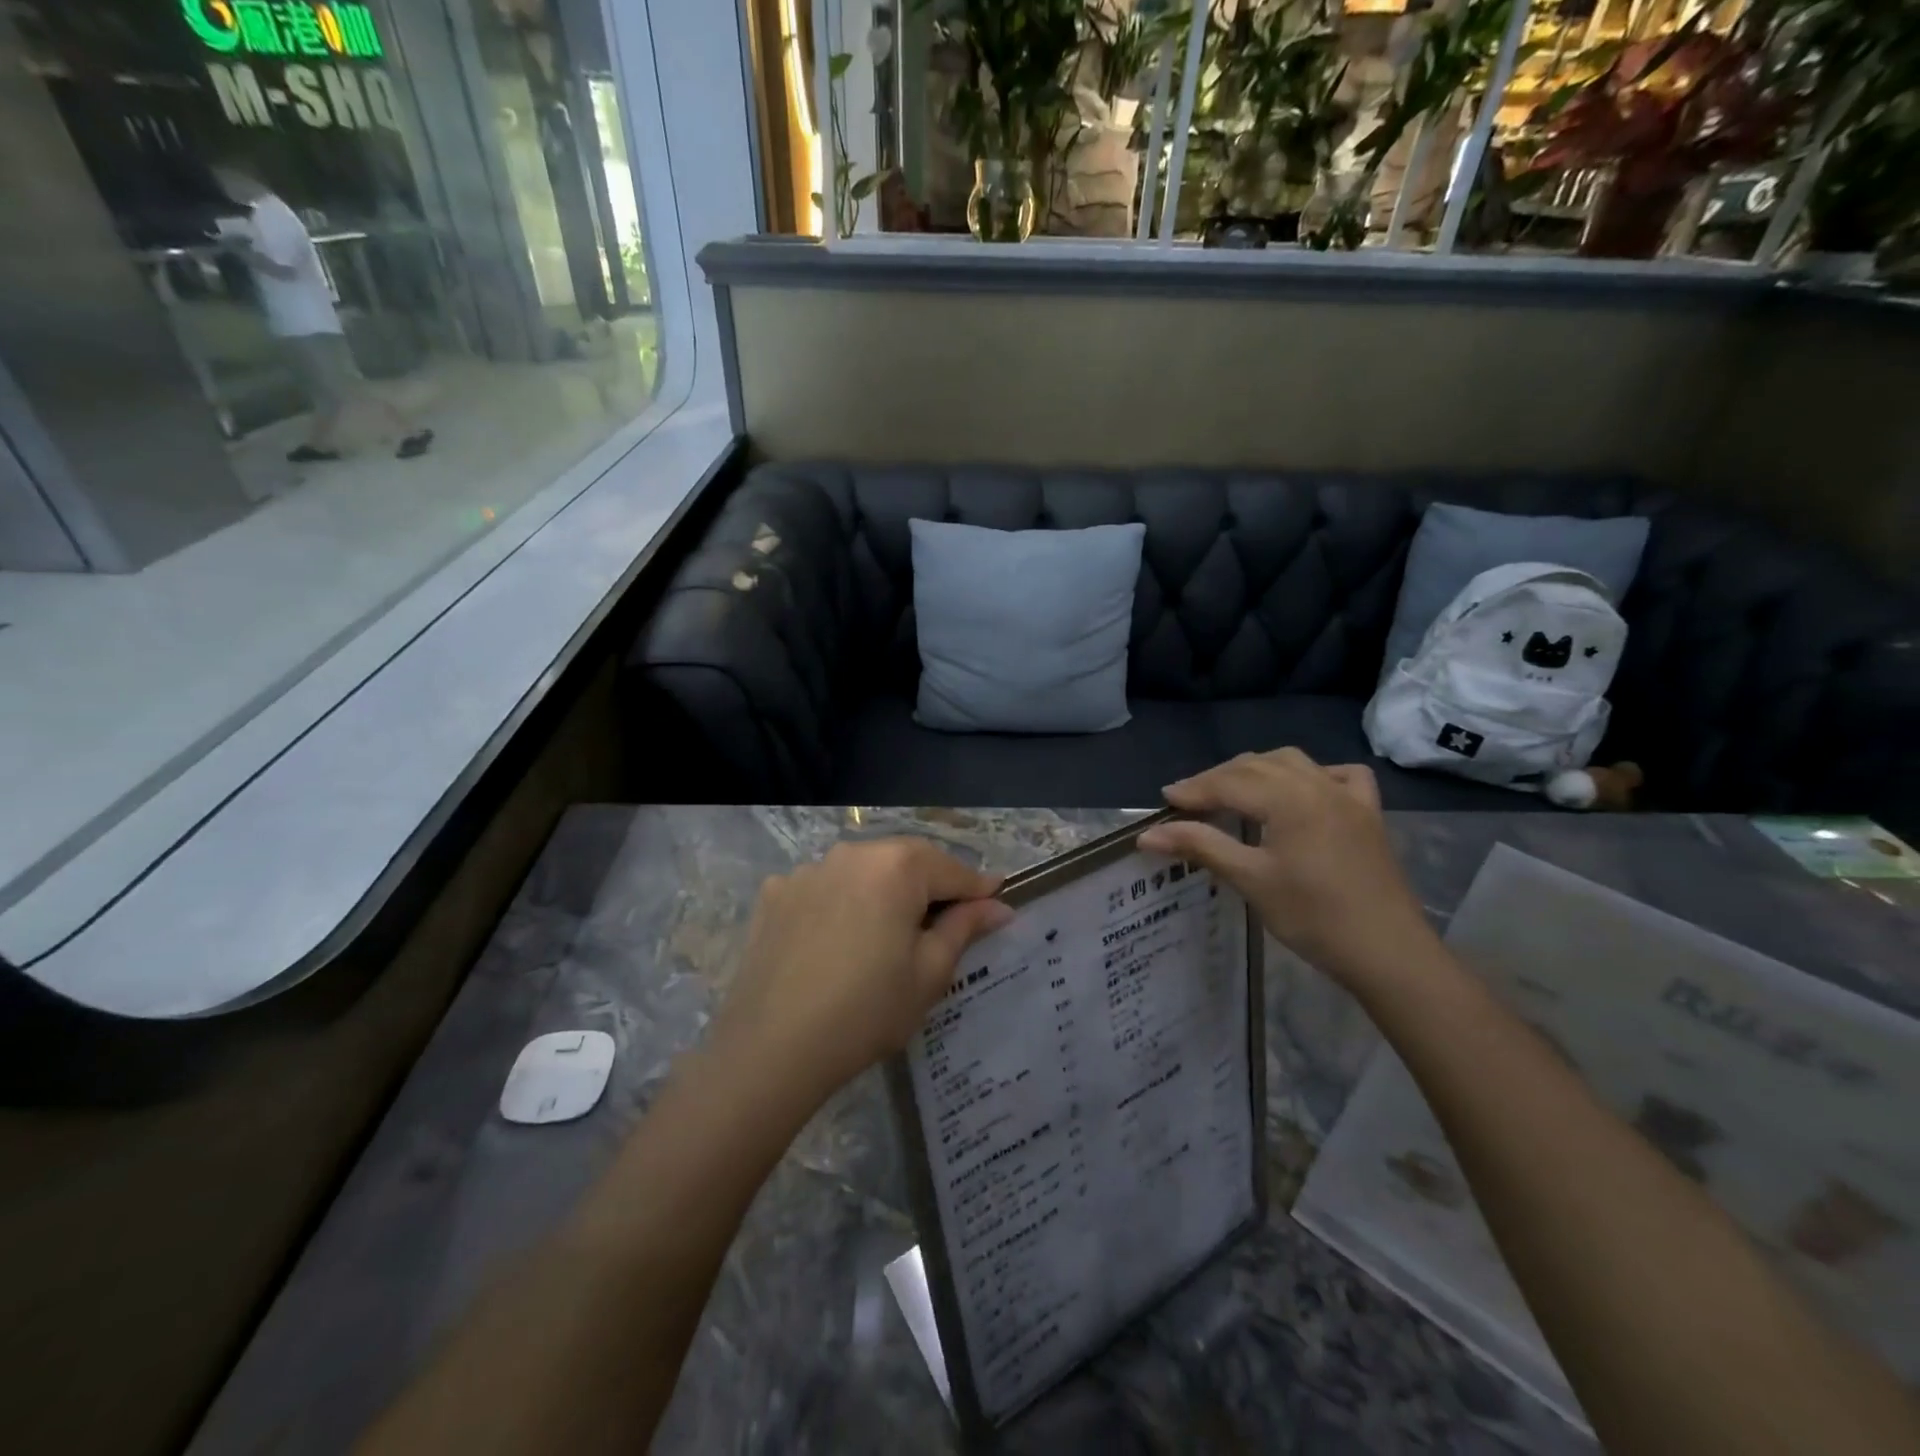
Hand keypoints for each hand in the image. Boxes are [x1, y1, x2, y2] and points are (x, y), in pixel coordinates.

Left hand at [712, 839, 1012, 1103]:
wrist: (771, 1048)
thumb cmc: (867, 1010)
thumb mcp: (929, 973)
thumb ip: (965, 928)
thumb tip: (997, 905)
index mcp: (896, 866)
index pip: (952, 869)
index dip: (978, 889)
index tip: (997, 904)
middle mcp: (851, 853)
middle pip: (905, 862)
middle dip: (930, 886)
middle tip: (946, 922)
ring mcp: (808, 870)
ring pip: (862, 872)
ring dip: (883, 892)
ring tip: (888, 933)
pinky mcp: (775, 894)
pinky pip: (823, 888)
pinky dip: (840, 902)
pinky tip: (838, 940)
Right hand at [1136, 750, 1437, 989]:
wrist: (1388, 952)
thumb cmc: (1313, 917)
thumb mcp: (1250, 880)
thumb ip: (1200, 847)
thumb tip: (1147, 835)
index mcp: (1289, 798)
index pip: (1229, 783)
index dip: (1193, 789)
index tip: (1164, 799)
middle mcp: (1318, 784)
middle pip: (1256, 766)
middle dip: (1218, 778)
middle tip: (1189, 800)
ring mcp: (1349, 796)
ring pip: (1293, 763)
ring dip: (1257, 770)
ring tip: (1233, 791)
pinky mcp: (1369, 814)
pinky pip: (1339, 776)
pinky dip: (1312, 775)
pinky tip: (1302, 790)